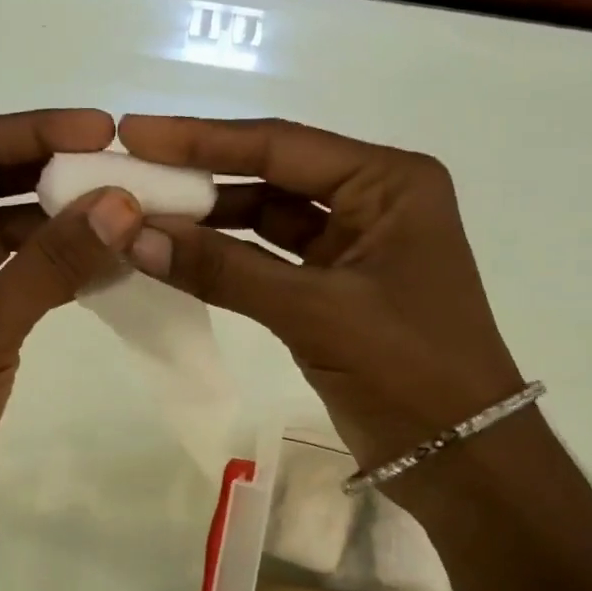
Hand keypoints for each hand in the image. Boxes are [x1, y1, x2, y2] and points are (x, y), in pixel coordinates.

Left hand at [0, 111, 144, 538]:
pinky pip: (6, 273)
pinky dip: (48, 266)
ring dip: (54, 221)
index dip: (34, 131)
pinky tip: (100, 263)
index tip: (101, 131)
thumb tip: (124, 202)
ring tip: (121, 215)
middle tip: (118, 170)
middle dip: (49, 173)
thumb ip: (52, 261)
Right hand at [118, 115, 523, 477]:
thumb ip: (224, 270)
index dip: (202, 138)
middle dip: (202, 175)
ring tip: (142, 213)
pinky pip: (269, 259)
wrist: (460, 459)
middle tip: (131, 169)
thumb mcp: (316, 312)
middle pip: (272, 174)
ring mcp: (353, 246)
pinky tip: (179, 254)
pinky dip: (226, 258)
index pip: (282, 145)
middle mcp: (373, 200)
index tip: (135, 131)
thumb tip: (132, 234)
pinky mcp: (334, 288)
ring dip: (210, 218)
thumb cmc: (409, 370)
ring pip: (267, 217)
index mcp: (389, 182)